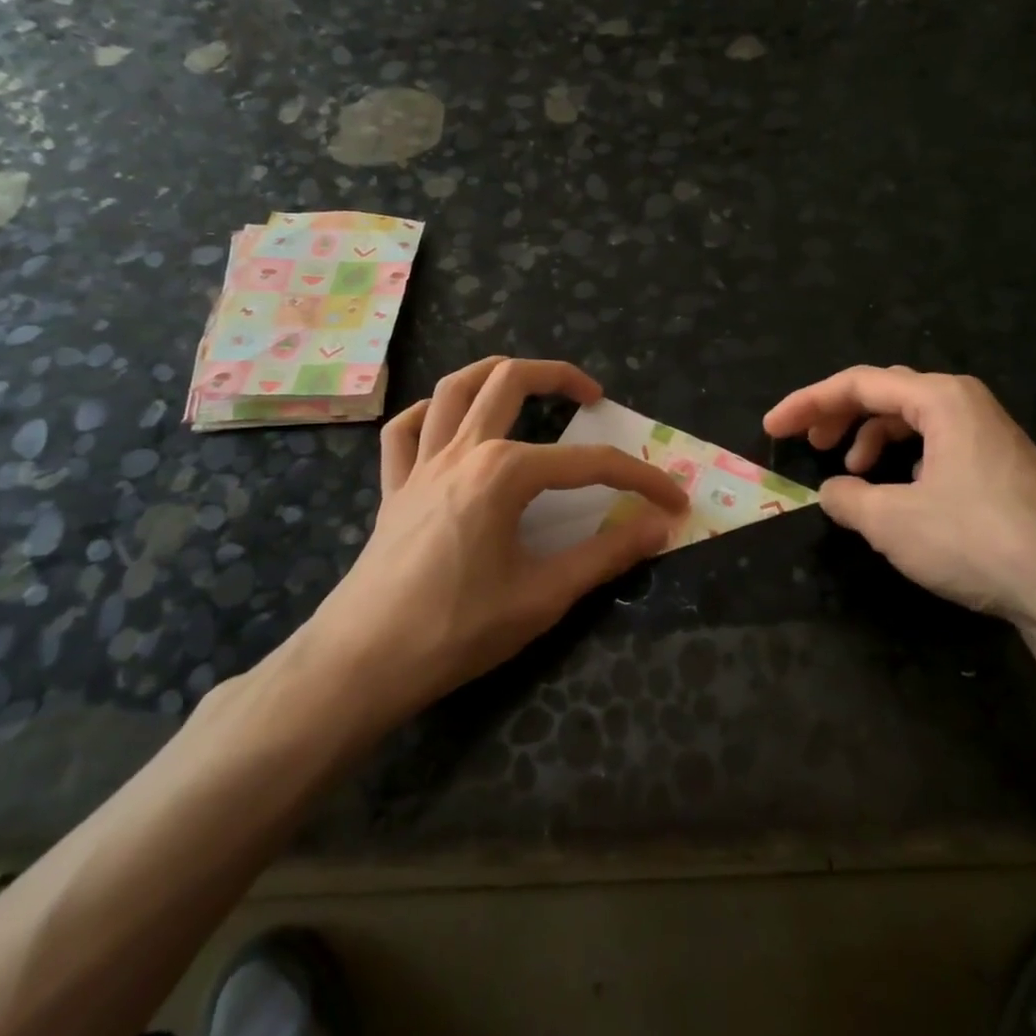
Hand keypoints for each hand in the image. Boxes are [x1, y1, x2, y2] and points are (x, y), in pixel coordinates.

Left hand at [305, 357, 687, 718]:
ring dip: (492, 373)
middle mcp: (462, 451)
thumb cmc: (458, 628)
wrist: (362, 663)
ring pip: (452, 389)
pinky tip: (447, 425)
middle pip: (510, 380)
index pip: (589, 464)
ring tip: (525, 381)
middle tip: (593, 396)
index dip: (639, 479)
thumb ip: (606, 555)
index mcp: (504, 471)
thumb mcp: (543, 595)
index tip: (673, 501)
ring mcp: (420, 464)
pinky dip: (427, 415)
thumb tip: (659, 527)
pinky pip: (404, 431)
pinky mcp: (393, 487)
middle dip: (558, 375)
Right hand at [764, 366, 1035, 624]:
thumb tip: (832, 491)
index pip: (857, 383)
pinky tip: (897, 494)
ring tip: (852, 474)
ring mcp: (988, 435)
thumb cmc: (976, 540)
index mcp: (940, 398)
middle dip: (839, 414)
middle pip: (885, 393)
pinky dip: (903, 461)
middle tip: (807, 442)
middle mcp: (966, 404)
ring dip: (871, 439)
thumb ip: (848, 498)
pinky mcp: (1000, 469)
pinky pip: (936, 446)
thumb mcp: (892, 521)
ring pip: (912, 421)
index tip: (772, 428)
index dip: (807, 403)